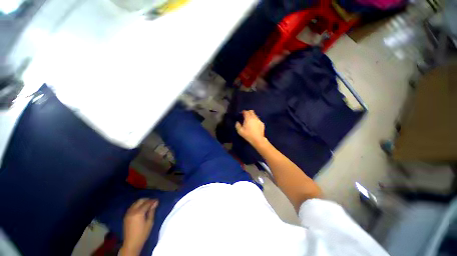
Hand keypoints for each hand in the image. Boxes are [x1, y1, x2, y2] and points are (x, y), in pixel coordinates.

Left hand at [119, 199, 158, 255]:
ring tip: (147, 205)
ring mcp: (128, 213)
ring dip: (142, 202)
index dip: (153, 201)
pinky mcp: (126, 216)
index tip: (157, 200)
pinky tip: (141, 208)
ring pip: (135, 203)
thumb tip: (156, 202)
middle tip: (153, 202)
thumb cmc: (142, 233)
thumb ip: (152, 211)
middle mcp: (132, 211)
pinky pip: (132, 207)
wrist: (131, 243)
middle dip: (147, 200)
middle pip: (140, 201)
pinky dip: (137, 205)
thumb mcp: (150, 222)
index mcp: (139, 213)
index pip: (147, 203)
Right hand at [235, 110, 266, 146]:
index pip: (246, 112)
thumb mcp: (240, 131)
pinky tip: (254, 125)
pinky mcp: (262, 123)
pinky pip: (258, 120)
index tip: (241, 114)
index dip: (243, 112)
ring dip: (252, 116)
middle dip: (248, 112)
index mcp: (248, 118)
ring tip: (250, 120)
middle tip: (245, 116)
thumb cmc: (248, 135)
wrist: (258, 139)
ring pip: (255, 115)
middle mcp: (254, 117)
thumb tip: (237, 122)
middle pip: (251, 111)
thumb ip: (237, 125)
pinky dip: (255, 120)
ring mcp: (259, 120)